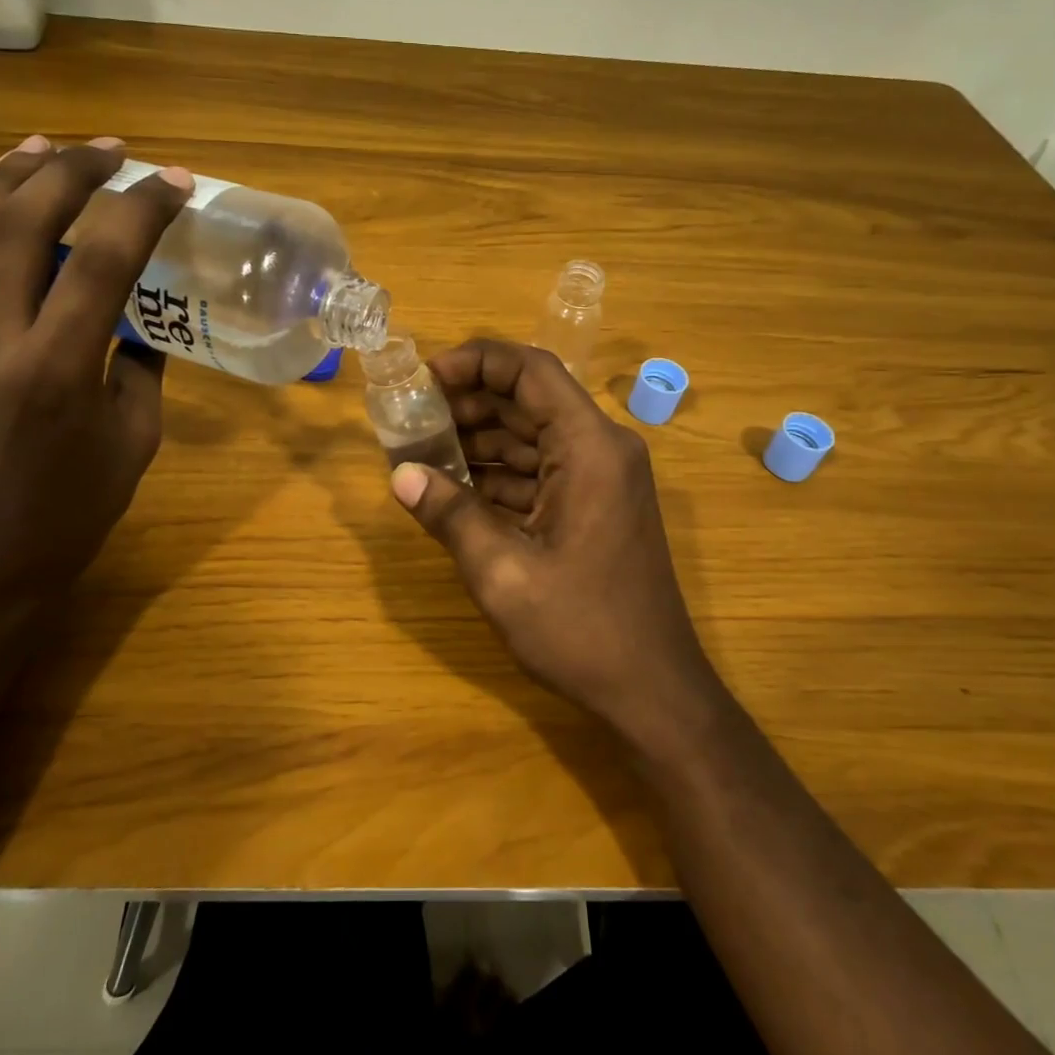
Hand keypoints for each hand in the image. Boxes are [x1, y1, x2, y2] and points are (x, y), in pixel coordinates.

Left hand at [0, 134, 192, 625]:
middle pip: (25, 222)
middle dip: (73, 171)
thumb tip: (137, 314)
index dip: (142, 209)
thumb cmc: (75, 508)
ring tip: (47, 145)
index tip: (174, 181)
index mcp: (58, 368)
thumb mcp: (135, 436)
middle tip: (113, 150)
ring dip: (12, 175)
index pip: (103, 259)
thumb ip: (138, 363)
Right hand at [389, 338, 723, 749]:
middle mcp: (601, 449)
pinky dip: (498, 474)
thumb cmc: (582, 630)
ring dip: (479, 439)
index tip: (425, 376)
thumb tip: (400, 476)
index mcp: (590, 448)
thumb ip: (450, 515)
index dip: (476, 362)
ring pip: (532, 436)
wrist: (653, 692)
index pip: (531, 371)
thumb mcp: (502, 573)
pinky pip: (540, 471)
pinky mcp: (595, 506)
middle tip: (412, 416)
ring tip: (421, 450)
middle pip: (529, 400)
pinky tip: (453, 487)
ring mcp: (601, 479)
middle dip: (469, 402)